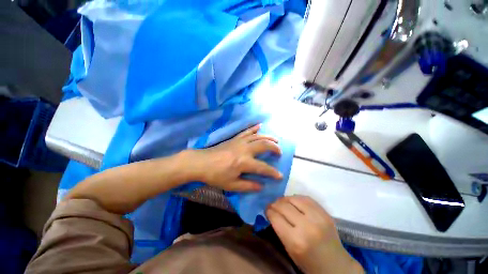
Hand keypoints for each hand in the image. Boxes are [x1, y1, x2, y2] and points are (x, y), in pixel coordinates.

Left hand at [188, 124, 282, 191]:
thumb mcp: (231, 184)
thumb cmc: (215, 175)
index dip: (273, 172)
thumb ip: (248, 185)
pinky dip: (254, 128)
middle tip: (280, 152)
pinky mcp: (235, 138)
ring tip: (276, 140)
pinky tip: (260, 126)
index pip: (263, 167)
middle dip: (275, 148)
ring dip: (268, 137)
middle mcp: (245, 149)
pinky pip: (247, 131)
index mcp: (244, 162)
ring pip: (258, 136)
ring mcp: (240, 142)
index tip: (280, 176)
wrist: (201, 162)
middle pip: (264, 145)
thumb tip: (261, 186)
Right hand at [266, 196, 363, 273]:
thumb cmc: (309, 263)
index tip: (266, 209)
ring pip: (294, 198)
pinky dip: (296, 198)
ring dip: (285, 199)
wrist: (336, 265)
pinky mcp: (325, 213)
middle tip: (272, 205)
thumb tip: (272, 212)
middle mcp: (306, 226)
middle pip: (284, 206)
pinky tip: (294, 201)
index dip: (269, 210)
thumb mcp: (290, 250)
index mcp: (295, 241)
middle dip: (275, 204)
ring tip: (282, 202)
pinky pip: (306, 198)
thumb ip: (280, 229)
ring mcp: (317, 217)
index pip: (276, 217)